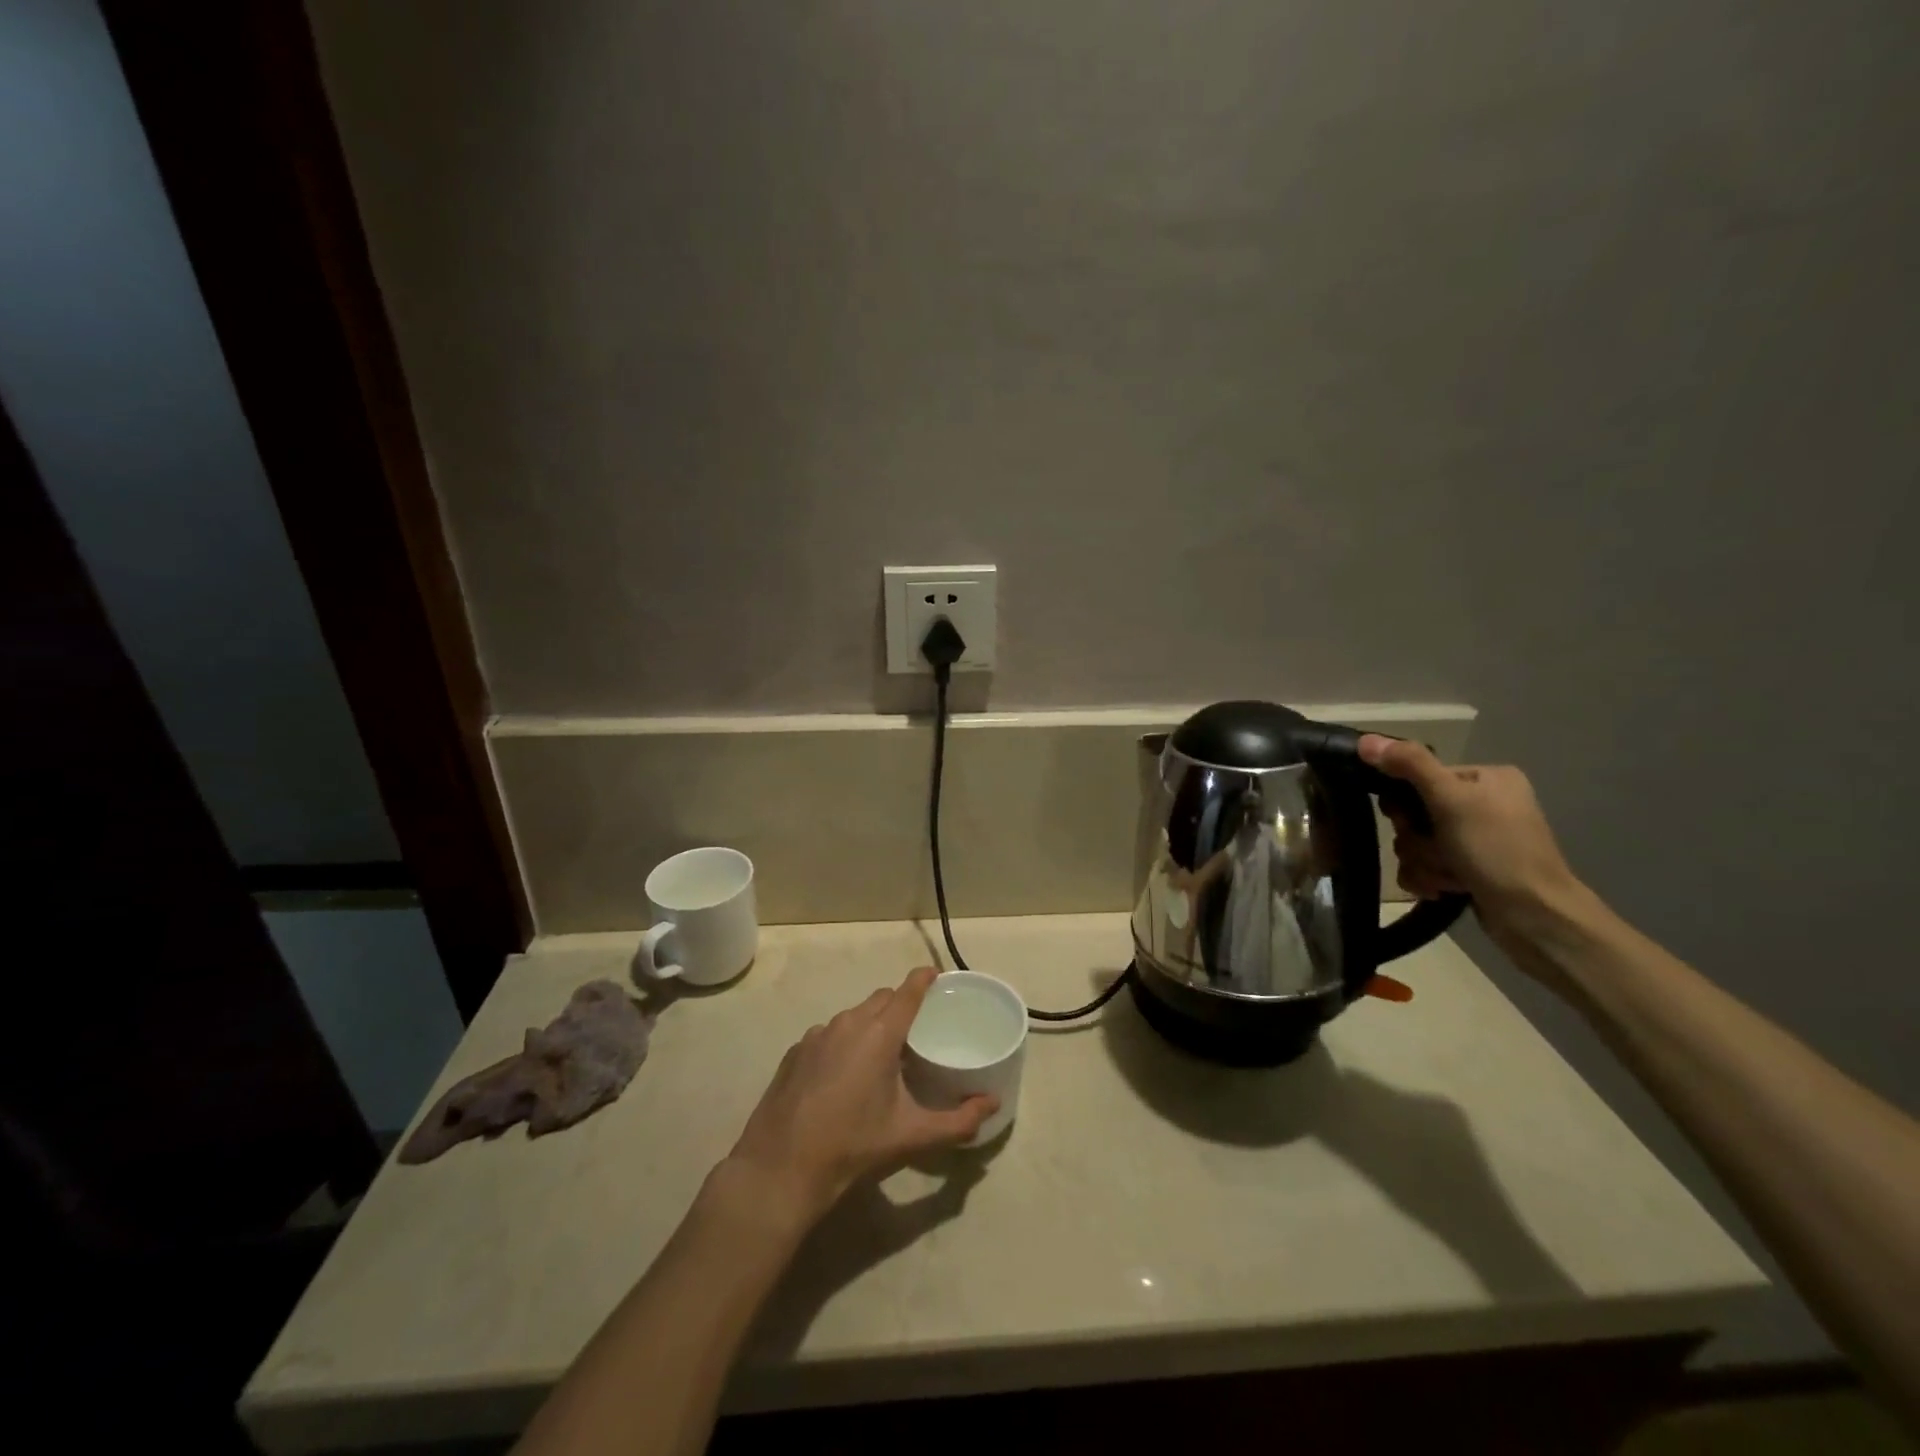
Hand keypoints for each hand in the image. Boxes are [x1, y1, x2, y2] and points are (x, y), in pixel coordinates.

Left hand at [723, 967, 996, 1225]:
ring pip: (852, 1016)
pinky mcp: (795, 1053)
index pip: (908, 991)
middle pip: (881, 999)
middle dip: (900, 1004)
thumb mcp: (912, 1136)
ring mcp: (816, 1035)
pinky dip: (842, 1043)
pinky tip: (842, 1076)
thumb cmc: (853, 1146)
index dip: (925, 979)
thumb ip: (958, 1121)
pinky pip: (827, 1035)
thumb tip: (993, 1104)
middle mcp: (847, 1023)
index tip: (937, 975)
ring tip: (881, 1055)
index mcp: (879, 1034)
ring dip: (870, 1024)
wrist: (780, 1169)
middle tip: (916, 1029)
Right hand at [1358, 735, 1587, 934]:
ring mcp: (1477, 838)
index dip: (1406, 801)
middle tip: (1438, 852)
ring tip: (1448, 877)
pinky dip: (1428, 878)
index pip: (1419, 777)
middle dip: (1417, 839)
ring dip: (1423, 862)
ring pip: (1416, 842)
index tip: (1413, 820)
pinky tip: (1445, 889)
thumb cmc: (1497, 850)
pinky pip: (1425, 865)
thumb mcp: (1452, 800)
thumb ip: (1409, 765)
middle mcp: (1483, 803)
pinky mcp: (1470, 868)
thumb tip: (1364, 741)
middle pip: (1414, 813)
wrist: (1535, 918)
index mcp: (1485, 777)